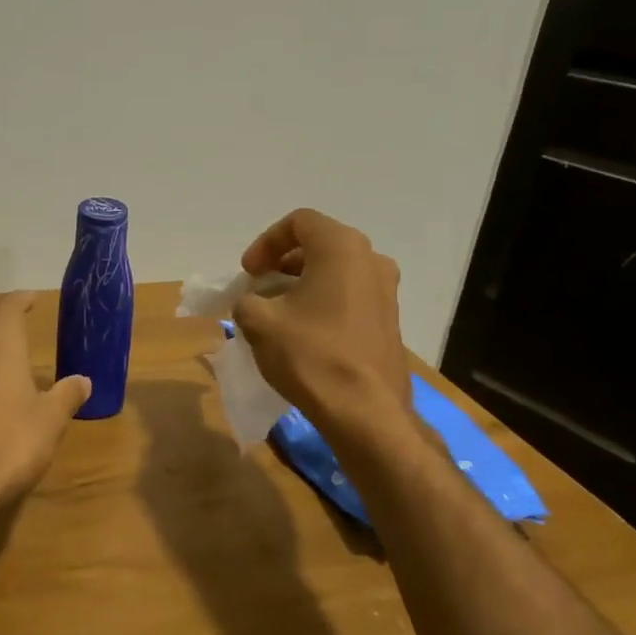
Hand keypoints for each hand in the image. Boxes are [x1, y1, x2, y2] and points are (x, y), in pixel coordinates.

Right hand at [231, 209, 413, 441]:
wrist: (365, 412)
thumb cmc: (311, 356)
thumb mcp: (259, 322)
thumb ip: (246, 300)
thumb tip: (252, 303)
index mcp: (341, 248)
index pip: (299, 223)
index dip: (265, 242)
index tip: (248, 273)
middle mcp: (371, 261)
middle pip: (320, 245)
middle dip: (283, 262)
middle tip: (259, 287)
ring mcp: (386, 292)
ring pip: (336, 272)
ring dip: (302, 283)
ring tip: (277, 311)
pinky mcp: (389, 321)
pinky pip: (350, 296)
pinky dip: (323, 302)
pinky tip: (303, 332)